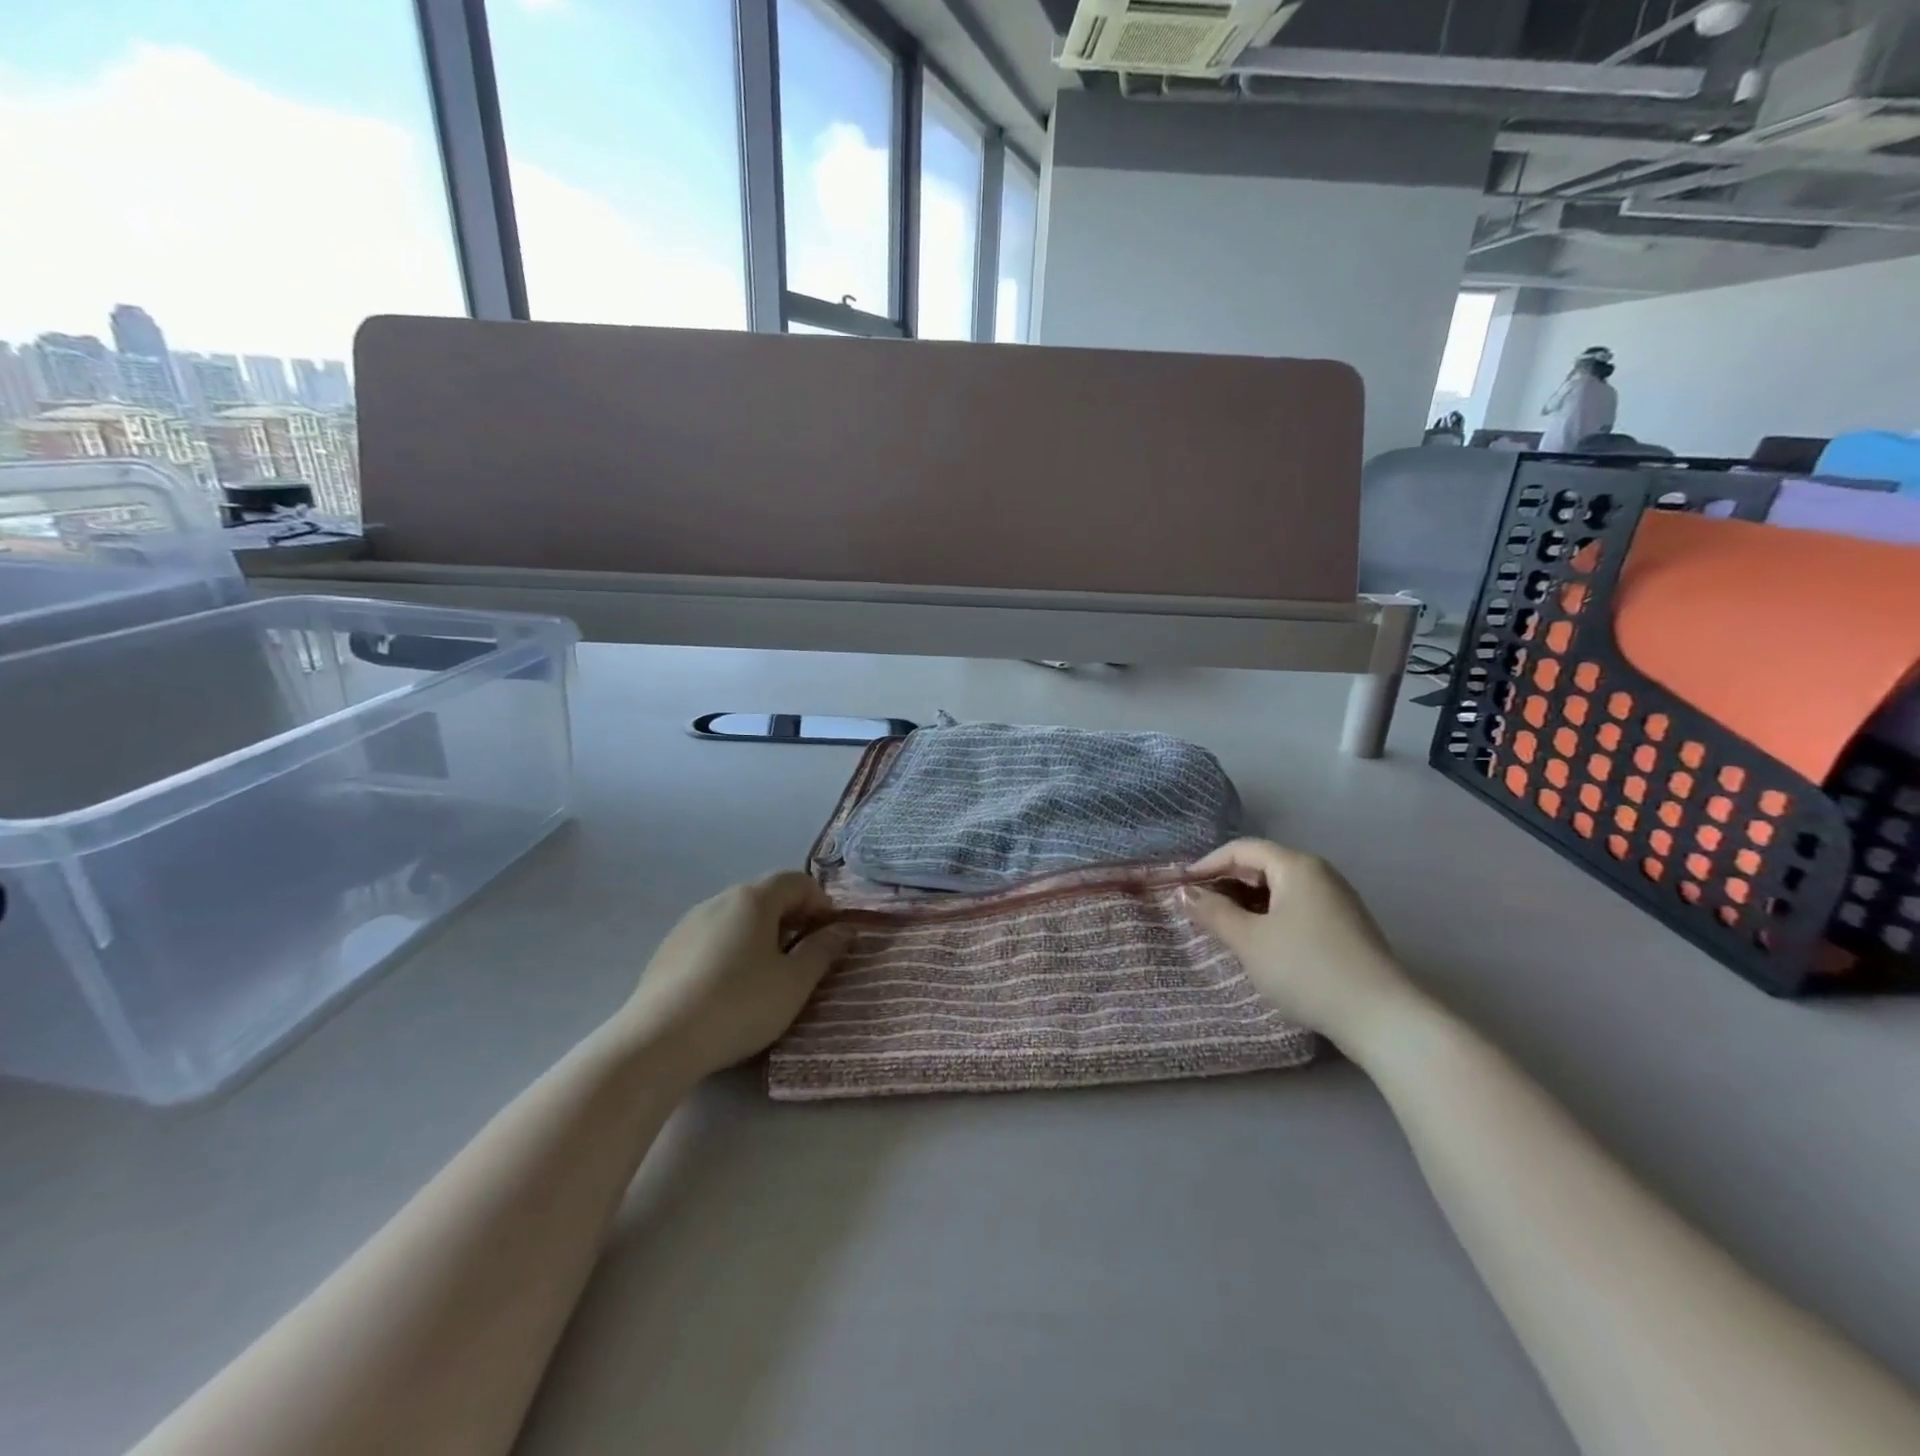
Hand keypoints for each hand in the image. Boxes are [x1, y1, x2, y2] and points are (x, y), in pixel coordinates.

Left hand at [614, 872, 850, 1086]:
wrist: (658, 1041)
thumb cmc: (739, 1005)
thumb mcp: (794, 983)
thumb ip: (823, 950)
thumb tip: (843, 929)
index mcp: (753, 899)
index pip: (796, 881)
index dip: (821, 903)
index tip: (831, 936)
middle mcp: (719, 900)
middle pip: (765, 896)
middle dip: (792, 919)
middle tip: (805, 956)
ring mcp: (688, 924)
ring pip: (737, 917)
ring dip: (761, 935)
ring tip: (768, 975)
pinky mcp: (667, 950)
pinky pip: (712, 938)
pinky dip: (732, 950)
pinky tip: (730, 989)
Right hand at [1180, 839, 1421, 1056]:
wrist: (1382, 1018)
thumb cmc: (1306, 969)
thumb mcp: (1249, 941)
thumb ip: (1213, 912)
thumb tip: (1184, 892)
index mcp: (1296, 866)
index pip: (1242, 849)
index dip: (1208, 863)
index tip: (1181, 886)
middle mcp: (1320, 874)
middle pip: (1263, 865)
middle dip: (1226, 882)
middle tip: (1198, 907)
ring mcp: (1338, 900)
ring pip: (1280, 889)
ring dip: (1247, 902)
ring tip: (1223, 926)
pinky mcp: (1346, 927)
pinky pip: (1297, 907)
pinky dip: (1270, 916)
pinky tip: (1259, 942)